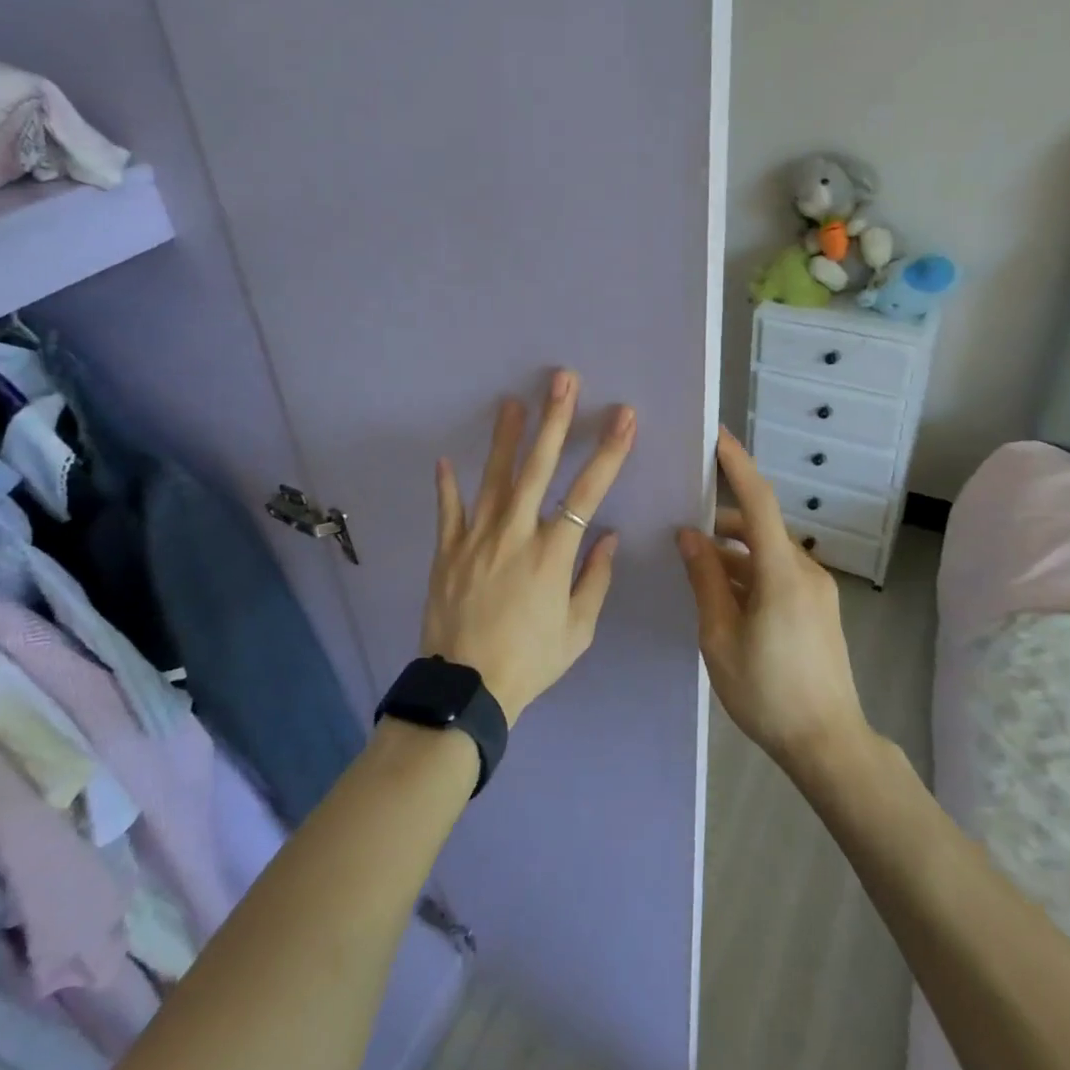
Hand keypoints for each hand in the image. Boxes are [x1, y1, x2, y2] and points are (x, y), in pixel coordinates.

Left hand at [421, 369, 635, 725]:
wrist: (466, 689)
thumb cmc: (530, 660)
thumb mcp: (577, 631)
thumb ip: (594, 579)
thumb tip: (607, 535)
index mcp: (553, 553)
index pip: (588, 491)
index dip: (608, 451)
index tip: (623, 416)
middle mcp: (515, 534)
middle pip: (538, 468)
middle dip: (555, 421)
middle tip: (562, 381)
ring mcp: (477, 538)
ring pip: (493, 478)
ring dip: (505, 438)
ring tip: (512, 402)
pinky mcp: (448, 551)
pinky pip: (448, 511)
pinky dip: (447, 485)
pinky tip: (445, 458)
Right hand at [678, 429, 869, 769]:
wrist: (829, 744)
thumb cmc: (767, 692)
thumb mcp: (720, 636)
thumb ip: (705, 579)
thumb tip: (688, 535)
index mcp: (781, 573)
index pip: (758, 501)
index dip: (737, 465)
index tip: (717, 436)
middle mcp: (804, 570)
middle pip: (760, 526)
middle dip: (722, 520)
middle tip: (683, 524)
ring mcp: (817, 589)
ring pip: (768, 552)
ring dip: (735, 551)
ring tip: (697, 566)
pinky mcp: (819, 607)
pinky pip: (780, 573)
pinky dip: (751, 571)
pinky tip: (725, 595)